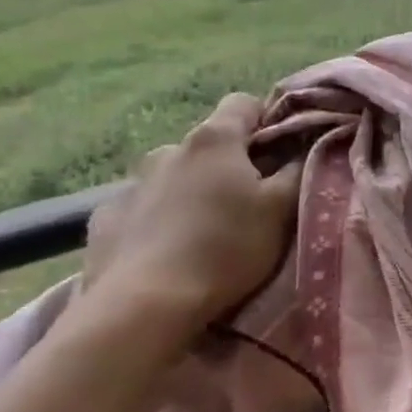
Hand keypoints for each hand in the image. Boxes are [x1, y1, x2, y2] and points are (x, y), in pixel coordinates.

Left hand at [83, 93, 302, 329]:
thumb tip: (307, 146)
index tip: (283, 152)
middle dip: (232, 163)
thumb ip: (299, 169)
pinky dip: (158, 219)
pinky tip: (167, 251)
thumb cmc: (225, 249)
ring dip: (193, 190)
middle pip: (210, 144)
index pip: (244, 103)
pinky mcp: (104, 219)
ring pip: (175, 175)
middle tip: (251, 202)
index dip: (268, 120)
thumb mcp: (282, 210)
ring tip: (207, 232)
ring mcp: (131, 184)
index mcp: (214, 140)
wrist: (142, 307)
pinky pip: (142, 208)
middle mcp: (168, 150)